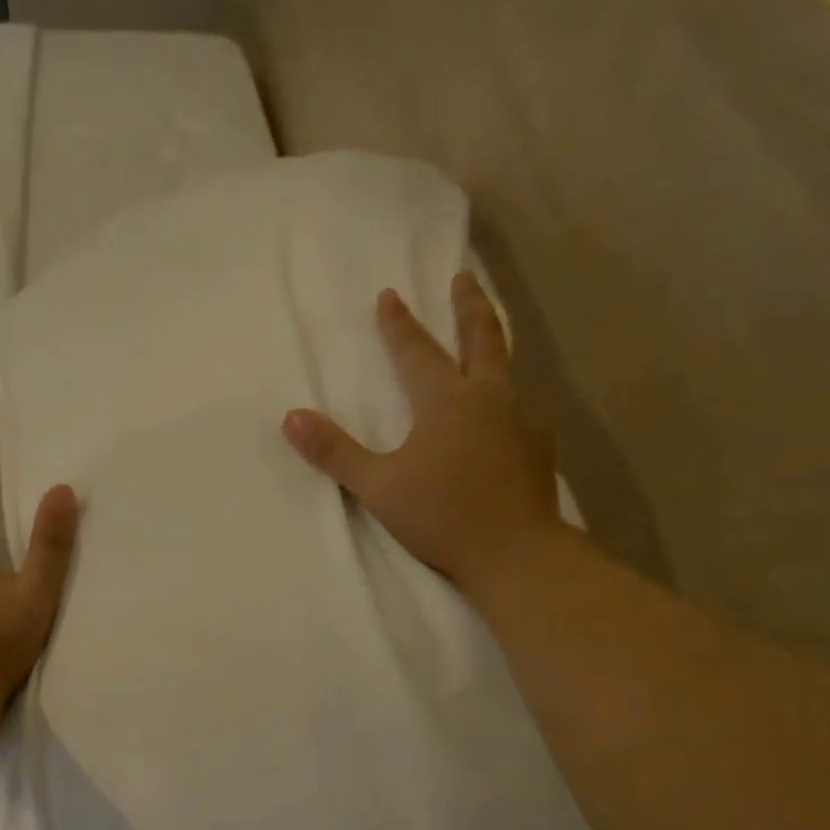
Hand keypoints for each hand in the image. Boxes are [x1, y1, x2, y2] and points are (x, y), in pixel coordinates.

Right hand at [283, 272, 560, 607]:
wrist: (516, 552)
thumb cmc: (442, 516)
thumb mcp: (378, 487)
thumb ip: (335, 452)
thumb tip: (291, 418)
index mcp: (446, 402)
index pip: (417, 352)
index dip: (398, 324)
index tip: (390, 294)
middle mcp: (488, 398)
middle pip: (481, 338)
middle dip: (469, 305)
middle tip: (464, 277)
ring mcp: (521, 420)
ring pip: (509, 366)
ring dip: (494, 340)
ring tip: (488, 332)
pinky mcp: (538, 447)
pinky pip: (521, 404)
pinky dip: (509, 391)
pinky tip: (506, 408)